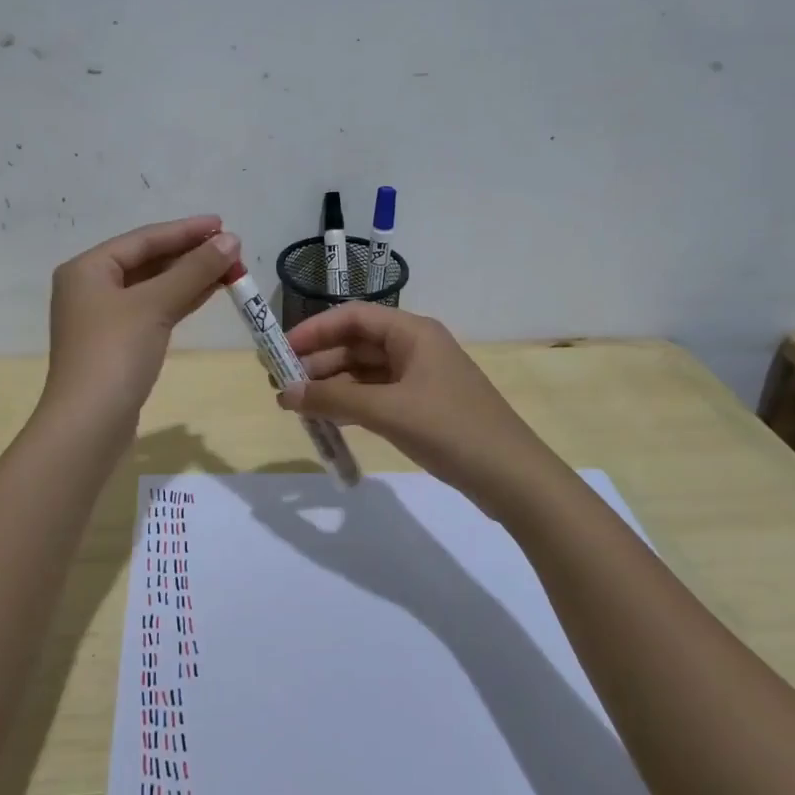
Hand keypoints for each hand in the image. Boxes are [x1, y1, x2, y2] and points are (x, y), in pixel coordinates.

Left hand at [42, 216, 240, 427]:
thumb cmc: (115, 353)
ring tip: (229, 267)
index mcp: (87, 269)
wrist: (89, 424)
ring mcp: (104, 318)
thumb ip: (193, 270)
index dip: (185, 230)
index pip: (143, 239)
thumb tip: (231, 240)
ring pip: (153, 287)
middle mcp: (91, 287)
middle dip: (189, 254)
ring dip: (189, 277)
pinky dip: (180, 300)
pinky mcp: (118, 344)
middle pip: (147, 261)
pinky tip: (209, 292)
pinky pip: (153, 310)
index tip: (223, 224)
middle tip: (231, 248)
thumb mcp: (155, 305)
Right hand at [279, 304, 556, 504]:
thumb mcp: (387, 411)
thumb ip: (333, 400)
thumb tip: (285, 393)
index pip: (353, 317)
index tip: (281, 351)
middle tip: (282, 385)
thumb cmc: (450, 430)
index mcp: (412, 332)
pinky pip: (377, 395)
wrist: (512, 478)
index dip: (314, 330)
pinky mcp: (423, 406)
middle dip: (318, 362)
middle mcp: (415, 347)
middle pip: (356, 344)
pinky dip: (351, 404)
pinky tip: (328, 420)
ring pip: (364, 372)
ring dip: (332, 386)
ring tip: (296, 406)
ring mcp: (421, 378)